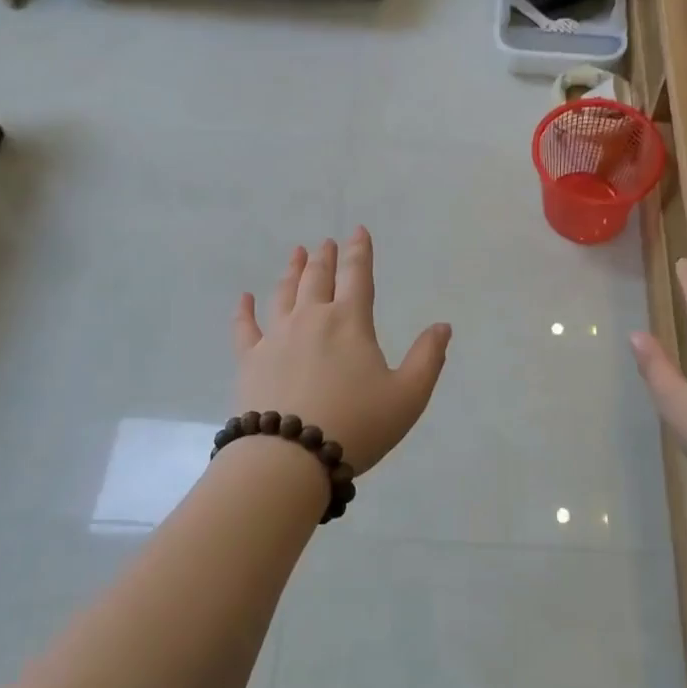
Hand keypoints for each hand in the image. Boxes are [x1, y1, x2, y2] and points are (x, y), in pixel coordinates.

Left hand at [233, 228, 451, 475]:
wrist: (291, 456)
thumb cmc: (357, 424)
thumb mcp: (408, 396)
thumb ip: (427, 358)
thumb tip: (442, 326)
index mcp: (350, 322)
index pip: (358, 276)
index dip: (360, 251)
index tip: (357, 231)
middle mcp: (312, 319)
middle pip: (318, 279)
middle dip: (325, 258)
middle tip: (325, 243)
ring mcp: (276, 338)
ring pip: (284, 294)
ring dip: (291, 272)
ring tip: (295, 254)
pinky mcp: (250, 360)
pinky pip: (245, 328)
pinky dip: (244, 311)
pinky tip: (244, 299)